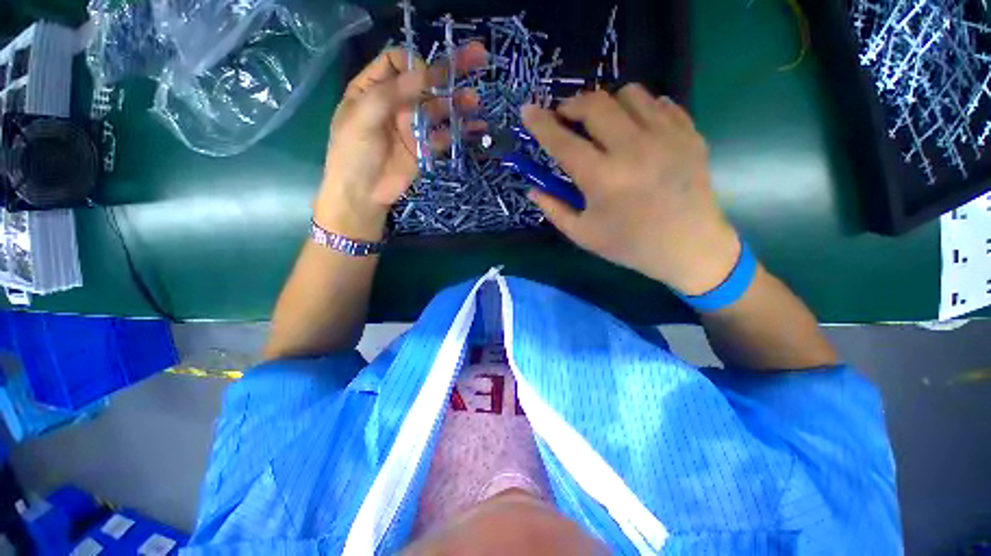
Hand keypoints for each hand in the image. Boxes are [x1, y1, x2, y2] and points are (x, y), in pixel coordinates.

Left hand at [315, 43, 487, 240]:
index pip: (396, 62)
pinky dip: (461, 132)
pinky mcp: (426, 148)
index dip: (413, 64)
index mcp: (374, 89)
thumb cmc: (353, 153)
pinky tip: (477, 128)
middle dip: (449, 69)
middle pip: (425, 81)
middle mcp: (396, 103)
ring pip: (439, 108)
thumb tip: (423, 70)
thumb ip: (390, 93)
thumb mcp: (362, 117)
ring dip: (458, 102)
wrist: (363, 195)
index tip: (423, 76)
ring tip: (474, 101)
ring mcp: (413, 126)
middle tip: (478, 57)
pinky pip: (445, 136)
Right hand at [521, 85, 740, 294]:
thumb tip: (532, 189)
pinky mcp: (689, 133)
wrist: (689, 247)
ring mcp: (666, 136)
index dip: (540, 124)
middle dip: (572, 105)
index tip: (527, 110)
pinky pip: (659, 103)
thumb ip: (554, 209)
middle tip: (566, 118)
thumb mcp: (583, 234)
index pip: (562, 142)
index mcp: (602, 179)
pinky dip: (640, 109)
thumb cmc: (630, 245)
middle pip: (595, 104)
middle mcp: (633, 149)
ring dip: (607, 104)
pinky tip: (635, 129)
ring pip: (629, 94)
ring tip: (603, 124)